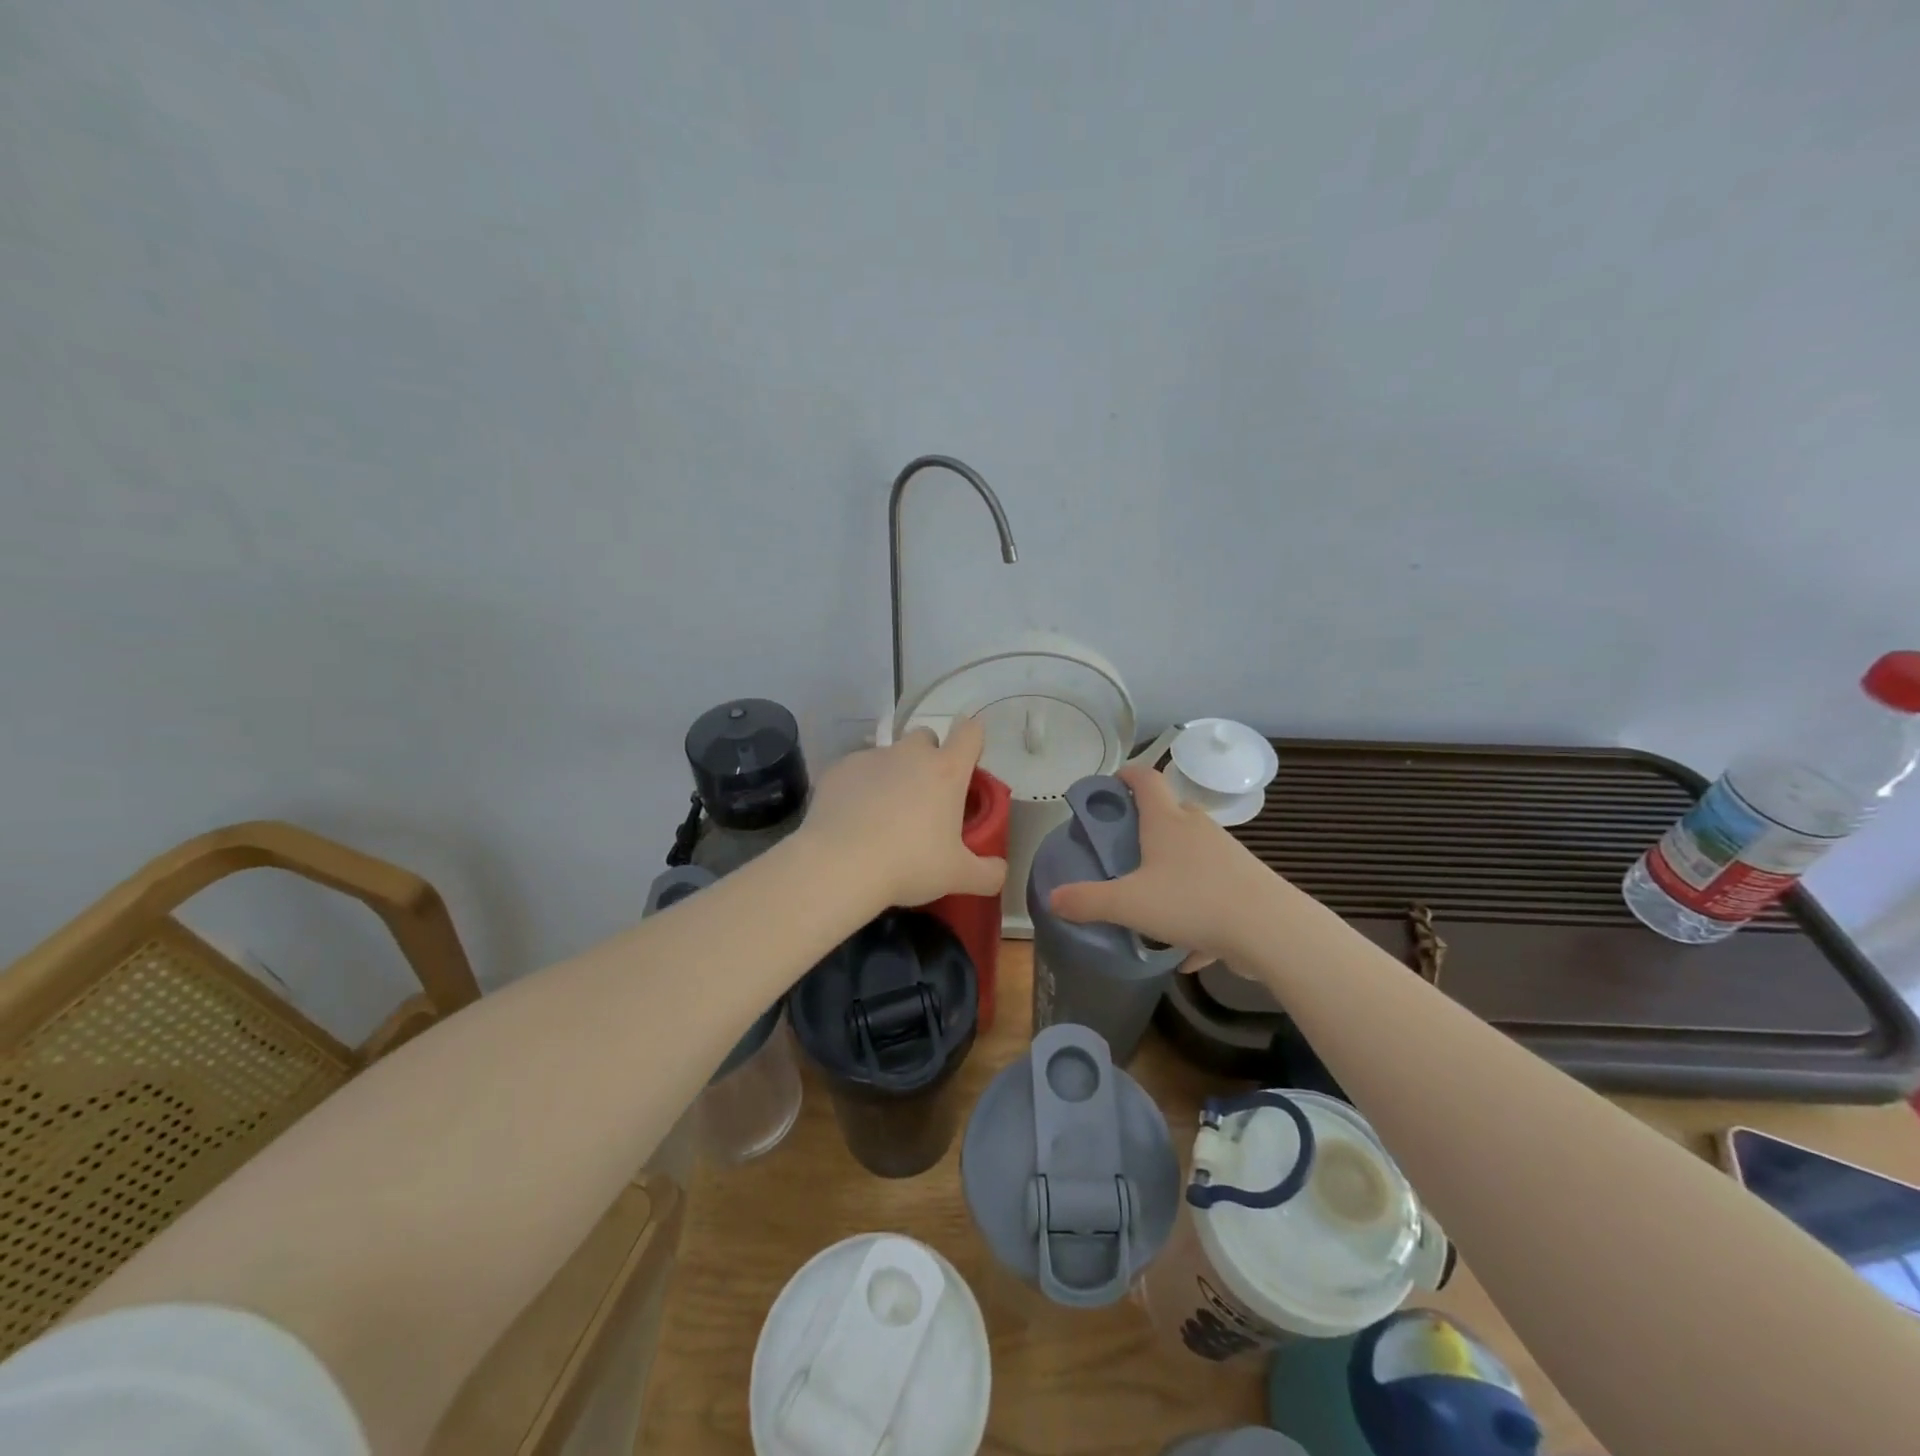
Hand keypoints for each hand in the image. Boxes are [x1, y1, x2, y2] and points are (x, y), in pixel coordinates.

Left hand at [801, 717, 1007, 910]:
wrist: (839, 865)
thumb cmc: (909, 865)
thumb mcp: (958, 876)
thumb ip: (988, 873)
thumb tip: (1000, 871)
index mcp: (946, 771)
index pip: (970, 733)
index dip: (972, 742)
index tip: (968, 765)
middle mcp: (909, 754)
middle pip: (926, 737)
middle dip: (929, 757)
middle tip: (925, 797)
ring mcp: (871, 757)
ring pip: (888, 755)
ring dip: (892, 775)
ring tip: (883, 815)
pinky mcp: (838, 769)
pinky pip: (856, 771)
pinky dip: (859, 788)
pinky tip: (852, 819)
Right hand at [1048, 762, 1279, 968]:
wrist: (1270, 930)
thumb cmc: (1192, 901)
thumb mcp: (1129, 904)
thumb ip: (1088, 901)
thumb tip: (1052, 898)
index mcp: (1167, 820)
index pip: (1145, 779)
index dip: (1126, 776)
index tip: (1110, 785)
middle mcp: (1197, 828)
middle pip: (1169, 813)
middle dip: (1146, 826)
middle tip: (1123, 849)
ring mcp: (1226, 854)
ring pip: (1192, 853)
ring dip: (1171, 868)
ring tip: (1152, 899)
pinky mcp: (1245, 882)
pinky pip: (1212, 891)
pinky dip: (1197, 911)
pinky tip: (1189, 950)